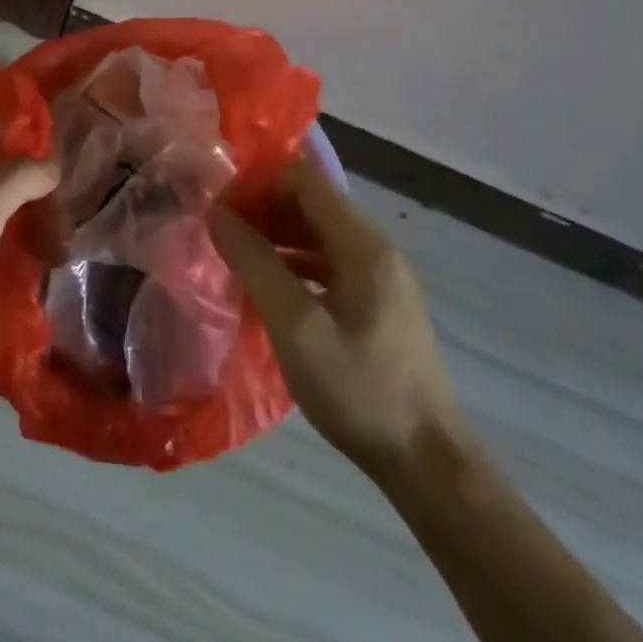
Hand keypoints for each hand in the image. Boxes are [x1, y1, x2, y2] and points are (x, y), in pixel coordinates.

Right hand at [207, 164, 465, 481]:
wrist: (425, 460)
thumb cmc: (358, 388)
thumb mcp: (295, 326)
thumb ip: (255, 264)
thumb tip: (217, 214)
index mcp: (363, 245)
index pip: (306, 181)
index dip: (260, 184)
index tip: (220, 206)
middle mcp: (376, 250)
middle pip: (313, 203)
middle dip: (264, 207)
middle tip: (220, 230)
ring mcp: (380, 277)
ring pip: (319, 233)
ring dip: (277, 234)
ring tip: (234, 253)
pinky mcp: (377, 304)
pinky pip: (328, 262)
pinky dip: (294, 261)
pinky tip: (267, 285)